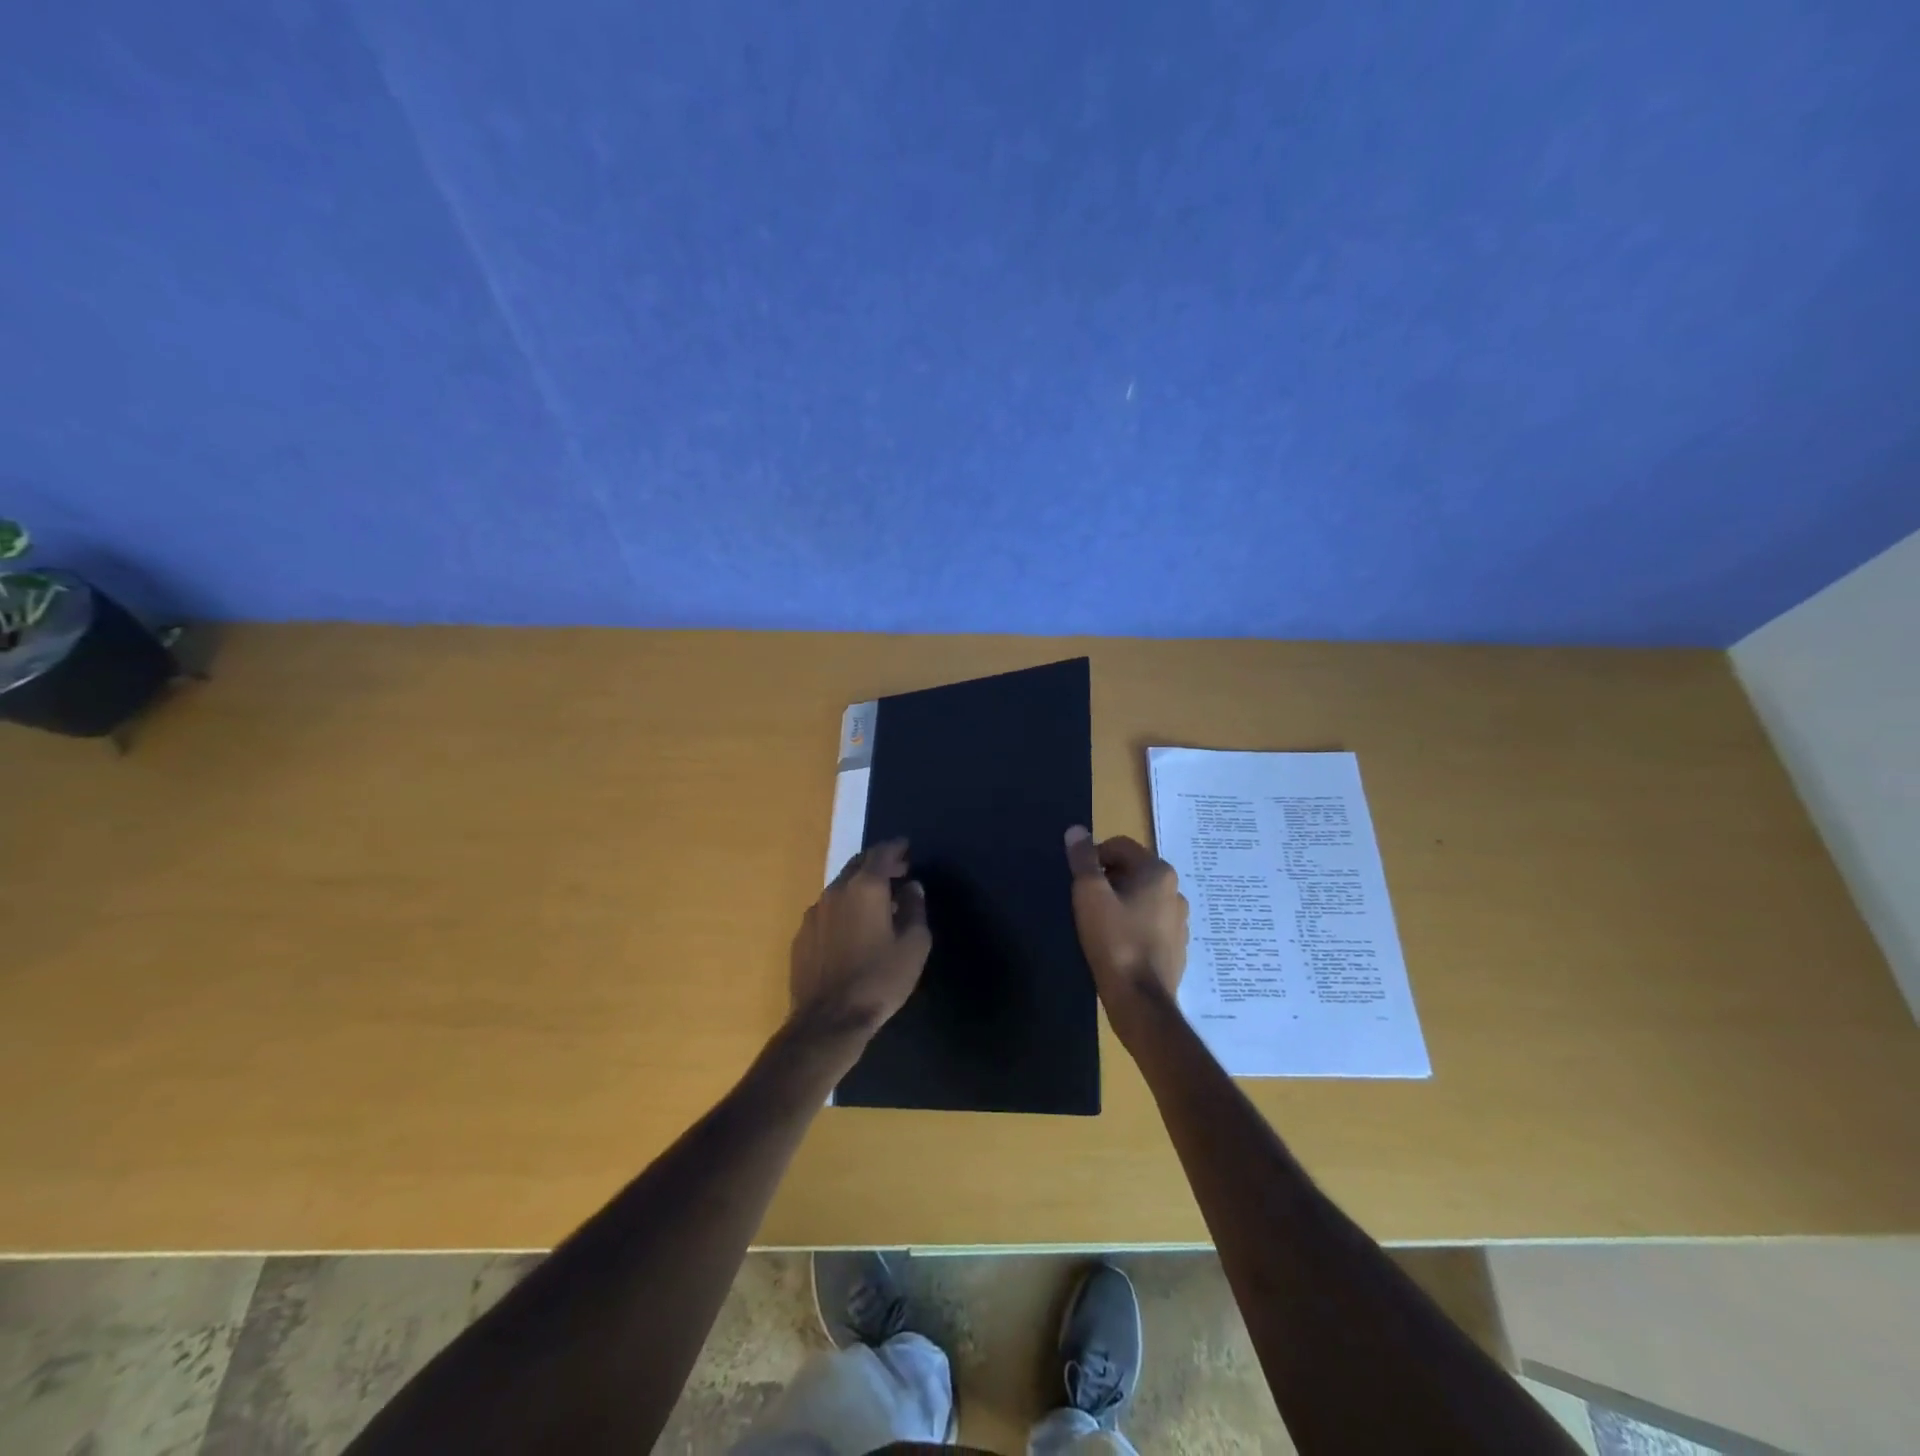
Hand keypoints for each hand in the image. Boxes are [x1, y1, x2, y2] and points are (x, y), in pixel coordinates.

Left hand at [789, 839, 932, 1039]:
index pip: (881, 853)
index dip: (896, 847)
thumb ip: (915, 909)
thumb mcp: (914, 945)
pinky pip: (827, 910)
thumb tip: (912, 887)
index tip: (907, 848)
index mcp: (865, 888)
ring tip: (878, 904)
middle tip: (898, 872)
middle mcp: (836, 891)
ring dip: (860, 887)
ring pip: (840, 887)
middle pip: (858, 864)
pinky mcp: (802, 935)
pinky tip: (853, 930)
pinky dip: (844, 908)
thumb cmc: (880, 980)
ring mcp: (814, 912)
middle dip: (879, 863)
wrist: (829, 1020)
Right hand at [1064, 826, 1188, 1025]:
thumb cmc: (1114, 941)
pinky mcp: (1177, 945)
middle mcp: (1175, 890)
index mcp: (1158, 872)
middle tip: (1086, 903)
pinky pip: (1150, 923)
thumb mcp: (1090, 895)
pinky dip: (1134, 924)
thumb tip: (1076, 830)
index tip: (1078, 881)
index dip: (1094, 857)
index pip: (1120, 845)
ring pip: (1142, 897)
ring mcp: (1180, 920)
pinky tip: (1118, 944)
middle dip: (1107, 879)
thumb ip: (1082, 859)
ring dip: (1121, 902)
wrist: (1141, 1000)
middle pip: (1132, 870)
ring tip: (1100, 925)